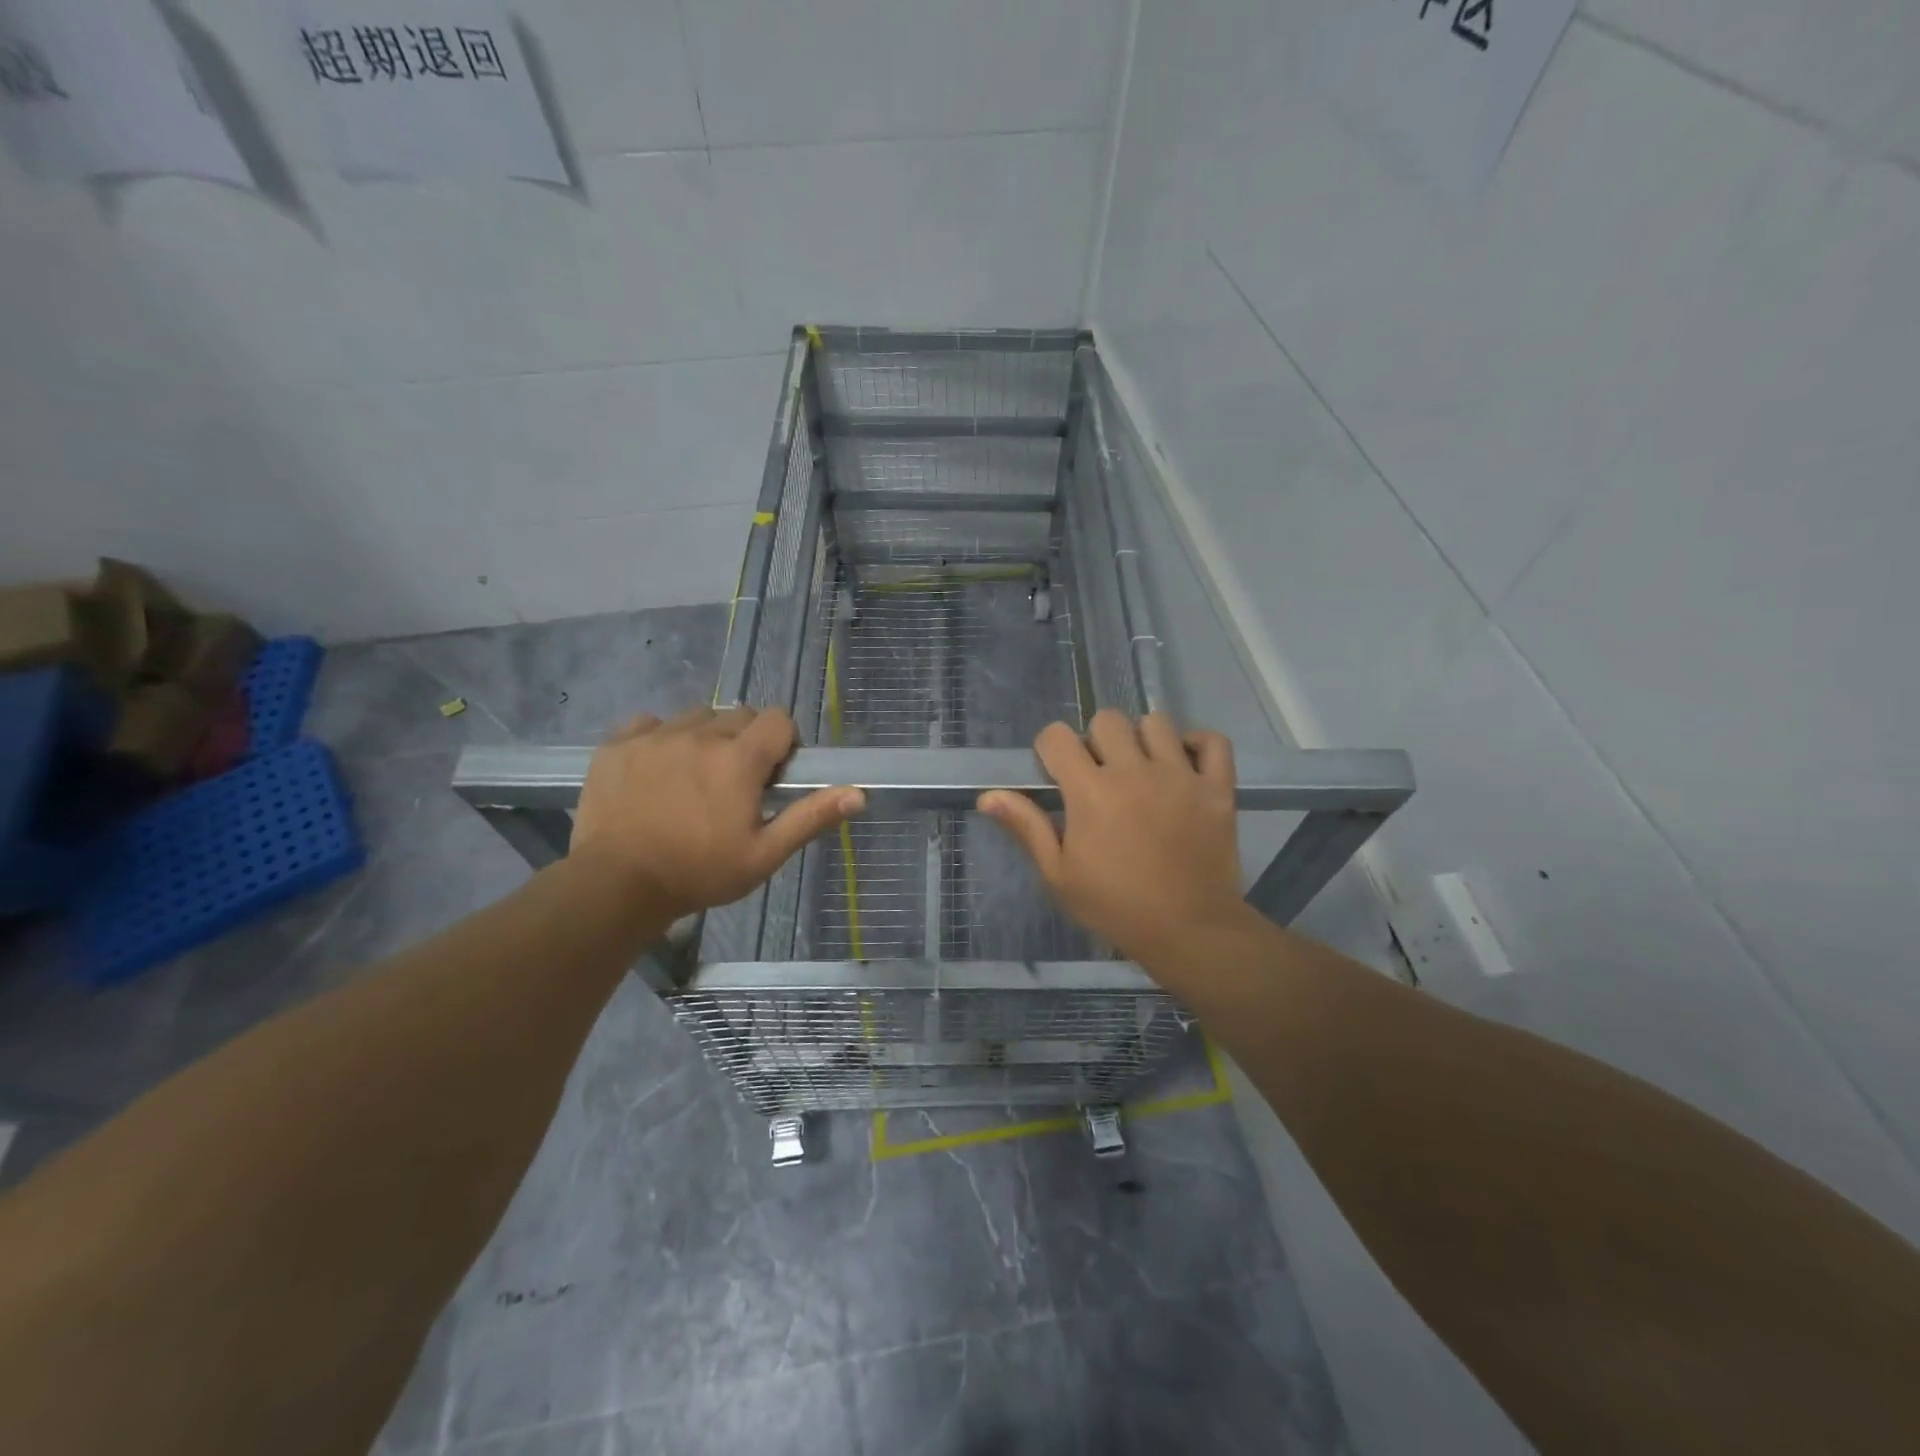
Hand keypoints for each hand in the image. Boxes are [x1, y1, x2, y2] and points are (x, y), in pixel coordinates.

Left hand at [570, 706, 863, 919]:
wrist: (615, 885)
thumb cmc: (699, 873)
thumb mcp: (764, 854)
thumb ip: (810, 817)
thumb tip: (858, 794)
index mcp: (739, 759)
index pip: (777, 719)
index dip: (783, 743)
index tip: (772, 775)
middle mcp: (700, 735)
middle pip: (738, 716)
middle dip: (746, 742)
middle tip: (734, 783)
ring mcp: (654, 736)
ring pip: (695, 717)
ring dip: (705, 738)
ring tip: (694, 777)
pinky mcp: (616, 745)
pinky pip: (649, 724)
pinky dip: (660, 739)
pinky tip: (656, 771)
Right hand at [979, 710, 1248, 968]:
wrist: (1188, 930)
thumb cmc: (1115, 906)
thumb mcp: (1058, 874)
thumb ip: (1026, 827)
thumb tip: (988, 795)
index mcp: (1090, 790)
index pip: (1057, 736)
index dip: (1050, 750)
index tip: (1056, 775)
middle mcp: (1134, 770)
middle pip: (1107, 719)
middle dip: (1096, 740)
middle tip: (1099, 774)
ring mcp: (1180, 775)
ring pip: (1157, 723)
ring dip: (1143, 739)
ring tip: (1142, 769)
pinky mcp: (1217, 787)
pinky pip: (1212, 741)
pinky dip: (1198, 744)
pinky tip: (1184, 763)